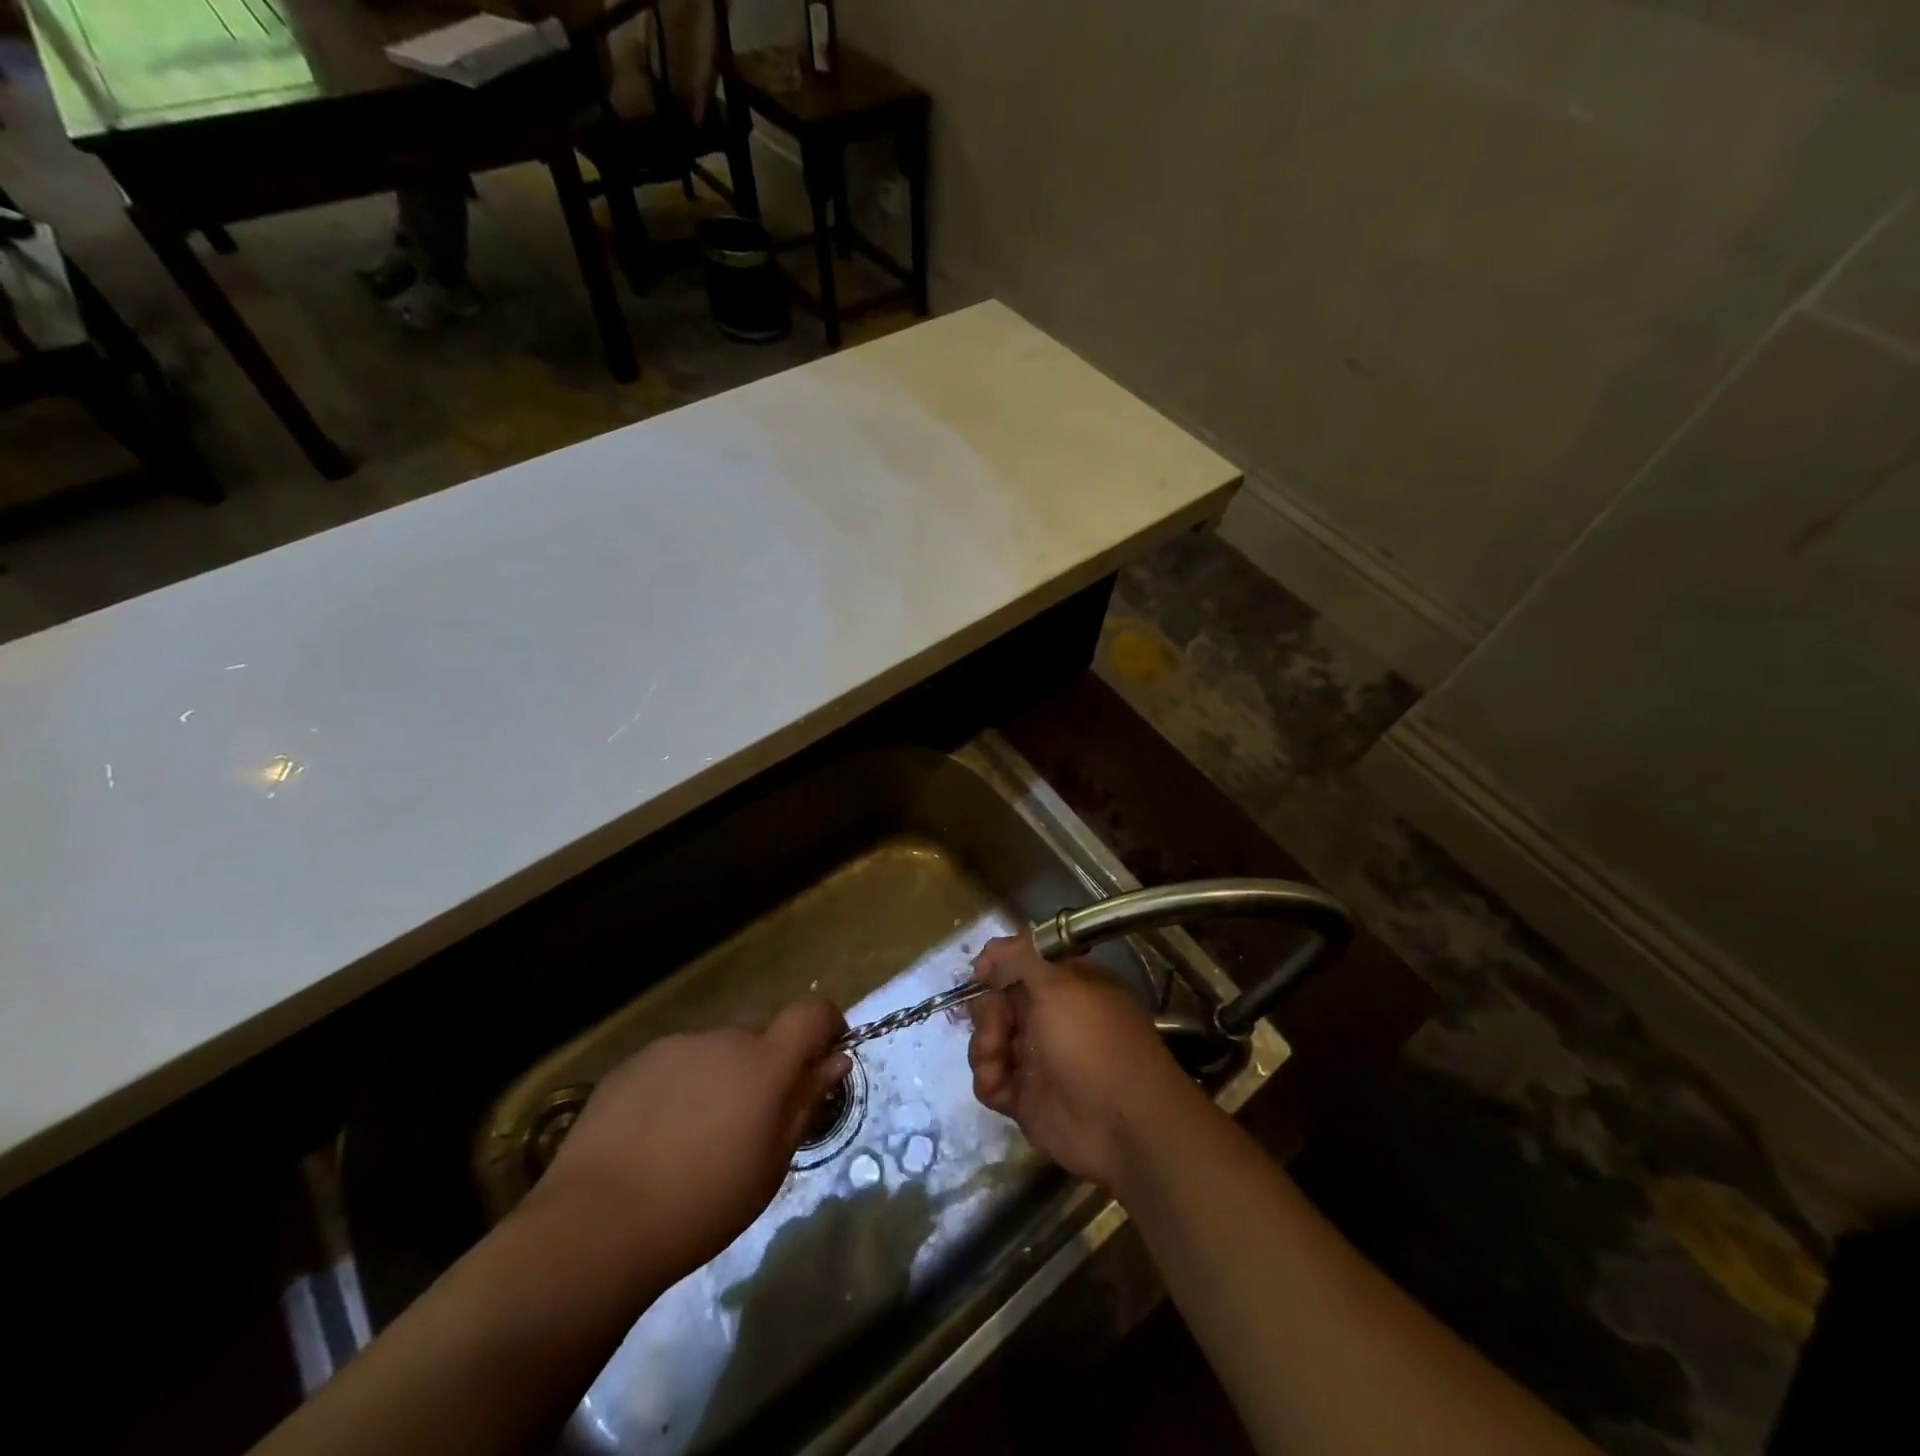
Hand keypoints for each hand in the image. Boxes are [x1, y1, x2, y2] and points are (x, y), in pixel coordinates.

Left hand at [531, 998, 849, 1286]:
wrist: (597, 1223)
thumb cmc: (702, 1204)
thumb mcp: (771, 1163)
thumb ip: (805, 1102)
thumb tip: (835, 1061)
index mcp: (764, 1061)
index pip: (811, 1011)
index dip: (827, 1024)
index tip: (826, 1055)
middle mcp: (723, 1038)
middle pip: (762, 1027)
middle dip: (771, 1056)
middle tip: (758, 1111)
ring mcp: (675, 1046)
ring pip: (716, 1046)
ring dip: (724, 1071)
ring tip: (700, 1130)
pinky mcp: (634, 1062)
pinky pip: (677, 1060)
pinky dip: (683, 1082)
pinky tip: (660, 1132)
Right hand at [966, 934, 1203, 1189]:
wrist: (1121, 1124)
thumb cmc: (1092, 1042)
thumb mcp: (1059, 983)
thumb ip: (1021, 956)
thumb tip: (991, 950)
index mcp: (1065, 984)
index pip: (1022, 962)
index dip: (997, 965)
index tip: (980, 974)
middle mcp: (1050, 1016)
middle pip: (998, 1001)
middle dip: (988, 1013)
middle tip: (999, 1029)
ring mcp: (1038, 1058)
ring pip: (989, 1039)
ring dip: (984, 1048)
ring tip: (998, 1065)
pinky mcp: (1026, 1097)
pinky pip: (991, 1079)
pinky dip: (989, 1080)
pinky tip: (1000, 1088)